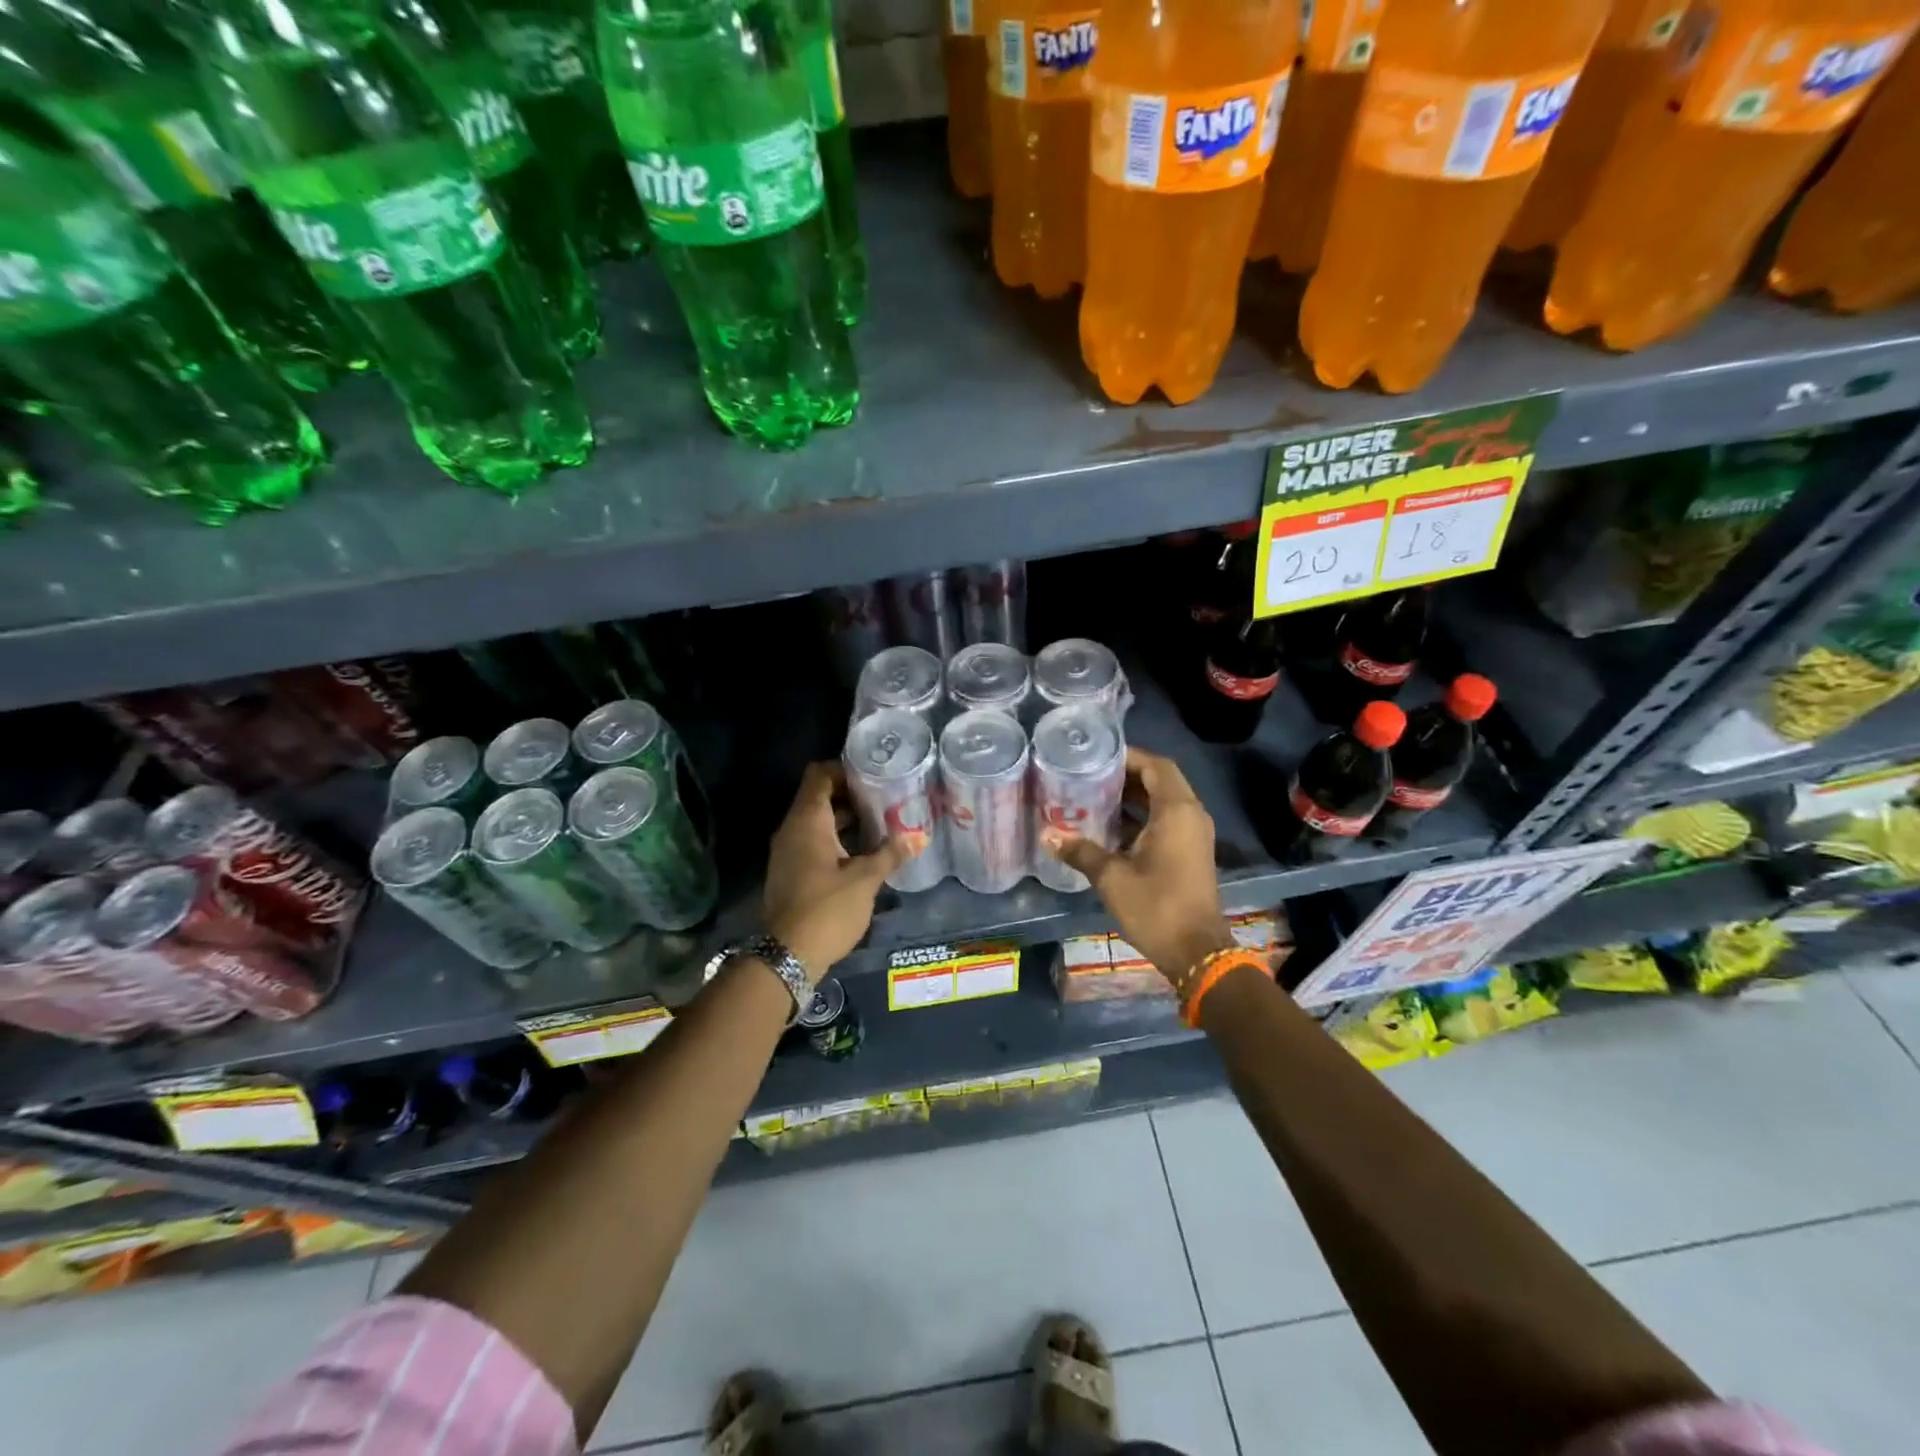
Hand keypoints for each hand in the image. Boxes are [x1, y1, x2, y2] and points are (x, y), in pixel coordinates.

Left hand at [762, 761, 917, 975]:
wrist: (787, 955)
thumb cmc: (827, 908)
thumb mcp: (865, 880)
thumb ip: (891, 854)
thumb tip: (919, 836)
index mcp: (807, 821)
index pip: (820, 775)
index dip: (845, 769)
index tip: (874, 775)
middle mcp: (792, 829)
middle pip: (819, 797)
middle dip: (851, 795)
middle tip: (885, 798)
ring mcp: (787, 852)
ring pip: (817, 822)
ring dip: (845, 820)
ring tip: (880, 823)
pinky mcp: (790, 872)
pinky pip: (812, 842)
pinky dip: (835, 840)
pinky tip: (862, 852)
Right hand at [1043, 748, 1232, 986]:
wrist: (1196, 952)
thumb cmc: (1156, 906)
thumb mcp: (1111, 877)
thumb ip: (1080, 851)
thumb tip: (1047, 835)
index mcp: (1176, 811)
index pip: (1156, 765)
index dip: (1128, 756)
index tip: (1096, 756)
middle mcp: (1190, 816)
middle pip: (1160, 780)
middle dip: (1126, 775)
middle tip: (1089, 775)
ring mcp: (1193, 835)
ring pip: (1163, 802)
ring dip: (1133, 797)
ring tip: (1094, 795)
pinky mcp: (1190, 853)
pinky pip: (1166, 821)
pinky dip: (1142, 817)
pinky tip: (1110, 827)